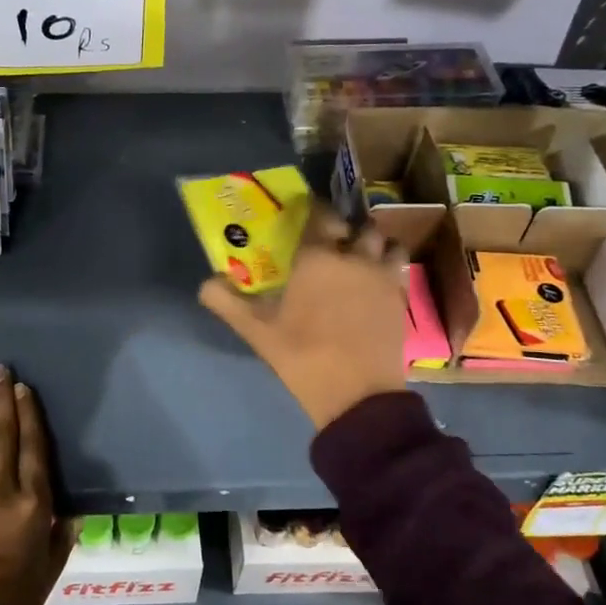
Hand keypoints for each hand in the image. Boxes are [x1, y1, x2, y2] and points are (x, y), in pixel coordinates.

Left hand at [0, 365, 72, 604]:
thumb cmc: (18, 596)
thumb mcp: (54, 563)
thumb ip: (64, 530)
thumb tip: (71, 508)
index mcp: (33, 505)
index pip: (32, 447)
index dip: (28, 414)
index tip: (23, 389)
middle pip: (2, 435)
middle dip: (2, 399)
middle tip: (1, 370)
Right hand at [199, 207, 406, 431]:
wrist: (356, 394)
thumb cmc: (302, 355)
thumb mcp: (256, 330)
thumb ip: (226, 302)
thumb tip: (205, 283)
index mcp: (318, 257)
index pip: (321, 215)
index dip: (314, 210)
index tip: (305, 213)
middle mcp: (355, 257)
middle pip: (360, 226)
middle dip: (347, 229)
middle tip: (333, 241)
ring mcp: (383, 277)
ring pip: (387, 243)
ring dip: (375, 245)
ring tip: (361, 258)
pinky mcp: (400, 299)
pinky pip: (399, 269)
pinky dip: (389, 267)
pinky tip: (374, 284)